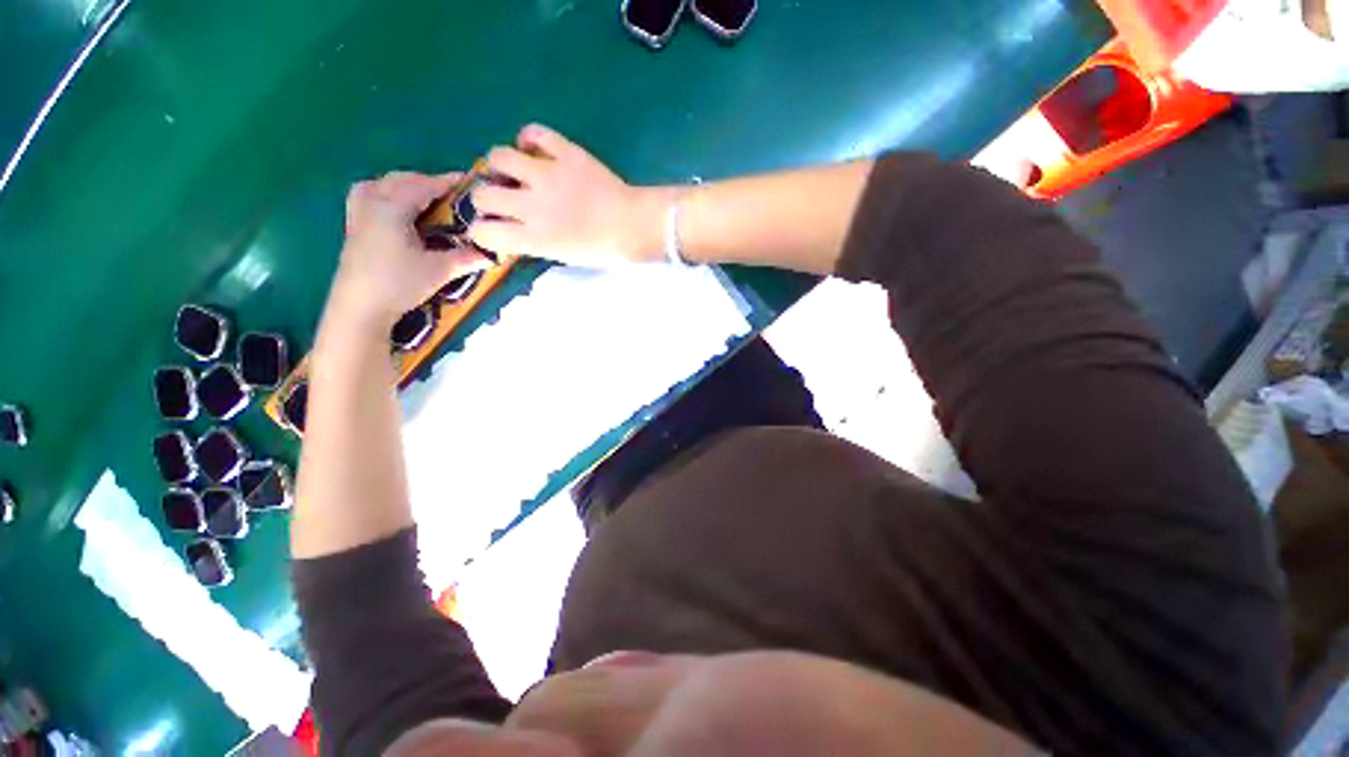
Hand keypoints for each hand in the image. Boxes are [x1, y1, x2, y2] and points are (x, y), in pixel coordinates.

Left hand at [331, 172, 490, 330]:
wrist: (361, 306)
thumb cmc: (399, 283)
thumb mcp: (440, 270)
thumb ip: (466, 258)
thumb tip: (492, 254)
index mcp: (392, 208)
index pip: (423, 186)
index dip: (447, 182)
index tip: (468, 181)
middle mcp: (372, 204)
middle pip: (399, 180)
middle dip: (426, 181)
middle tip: (450, 194)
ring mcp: (358, 215)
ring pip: (378, 185)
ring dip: (401, 185)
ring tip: (421, 198)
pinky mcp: (354, 229)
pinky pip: (367, 197)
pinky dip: (384, 195)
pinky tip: (396, 211)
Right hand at [468, 124, 668, 266]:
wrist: (634, 225)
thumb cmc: (604, 249)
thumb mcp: (566, 257)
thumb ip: (536, 243)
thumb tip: (517, 231)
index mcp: (534, 237)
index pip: (484, 232)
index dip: (483, 231)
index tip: (493, 228)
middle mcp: (532, 205)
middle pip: (482, 194)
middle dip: (486, 199)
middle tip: (502, 199)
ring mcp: (547, 174)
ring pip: (498, 157)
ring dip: (500, 166)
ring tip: (514, 171)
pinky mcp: (565, 152)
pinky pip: (534, 133)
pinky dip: (529, 138)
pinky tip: (534, 149)